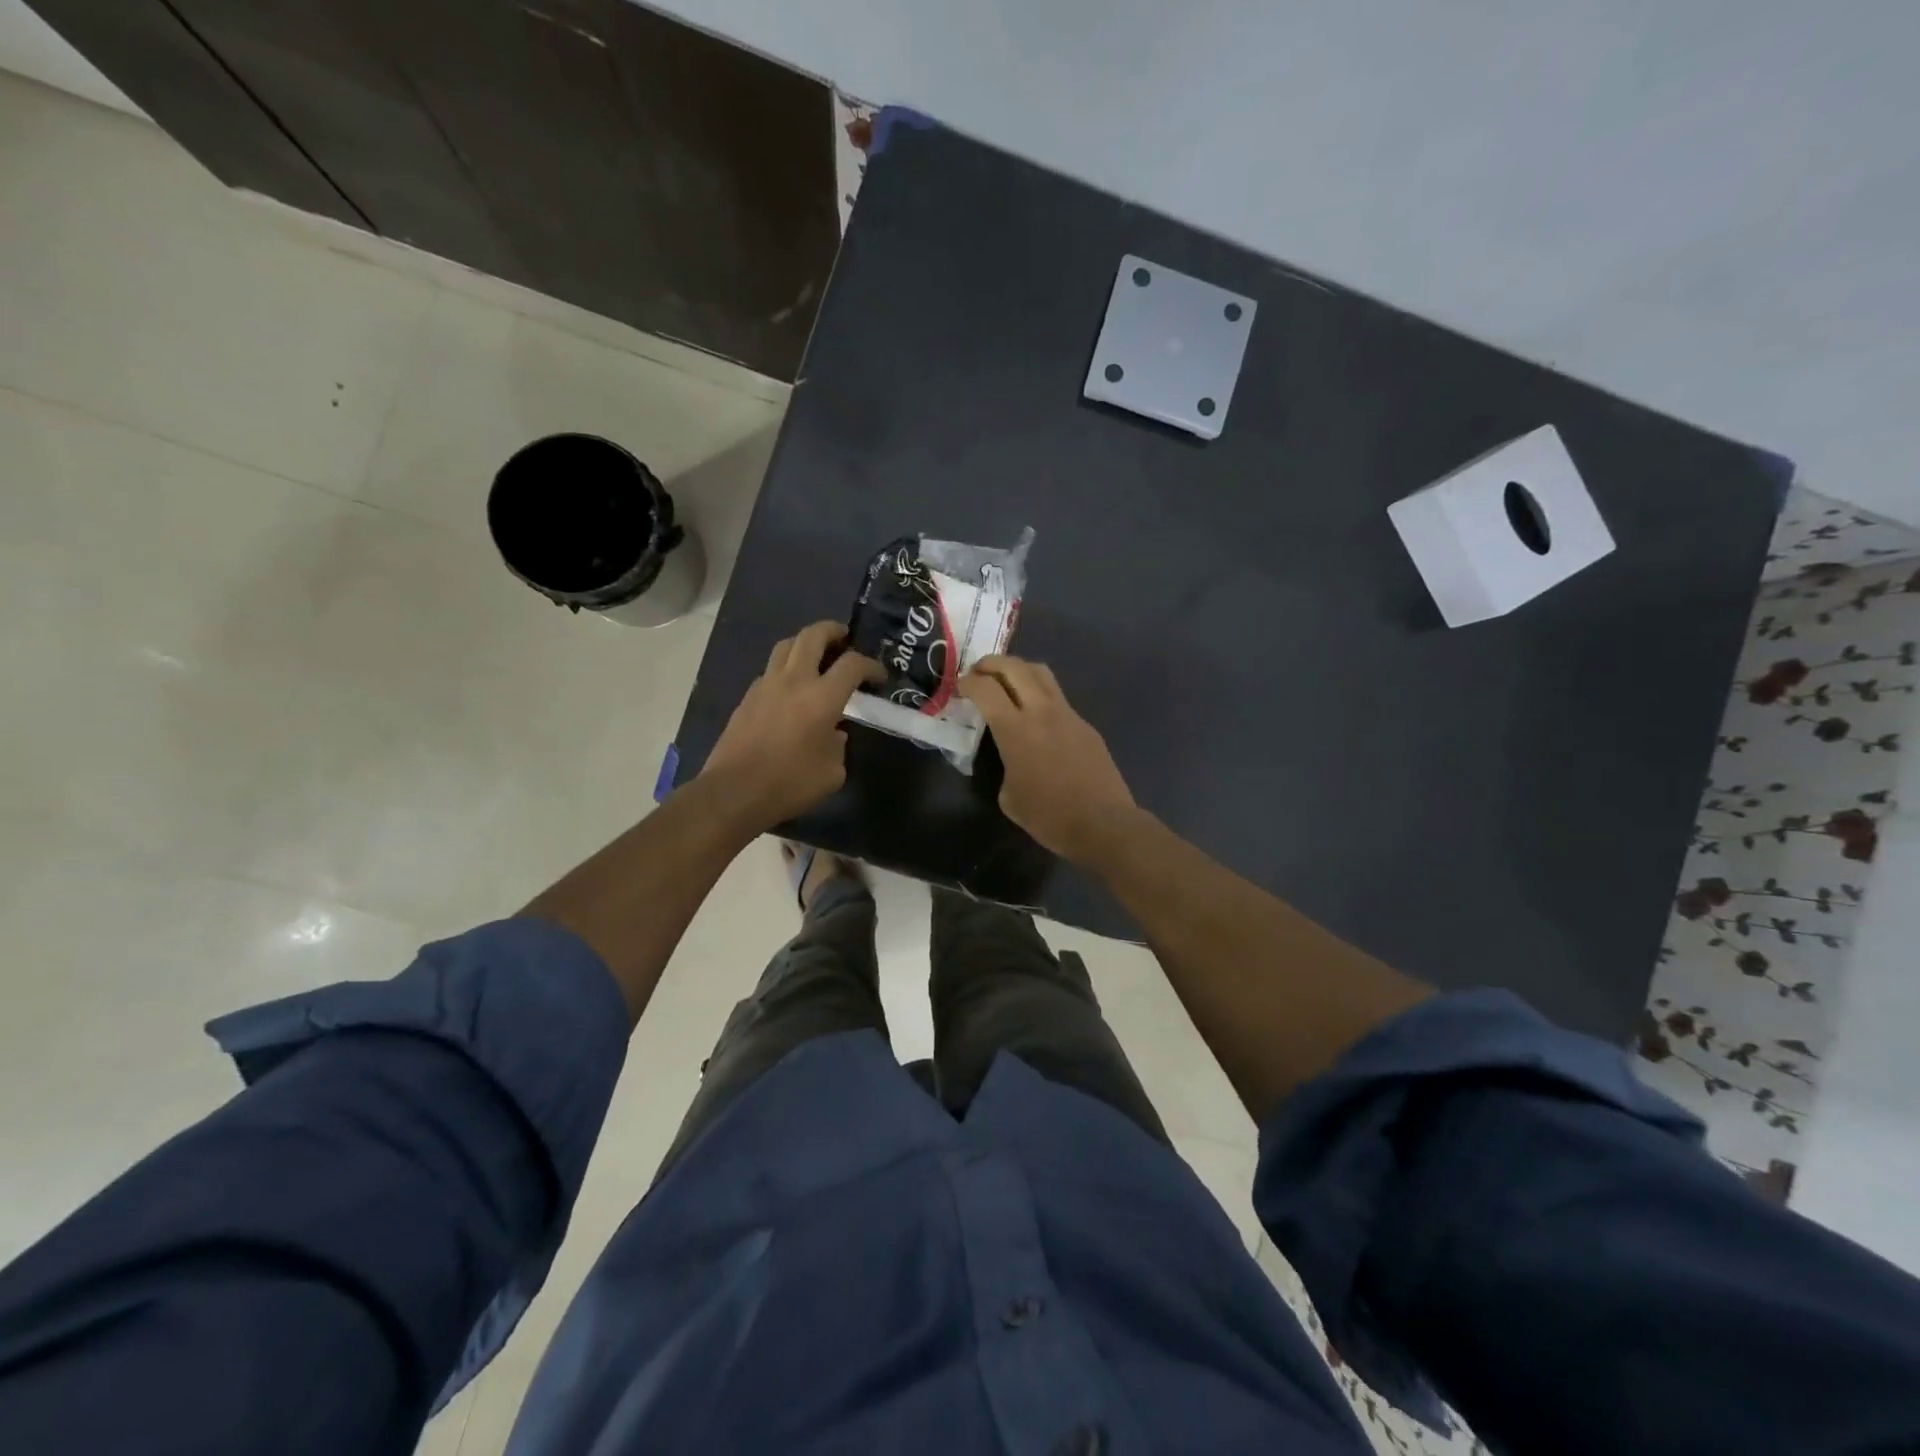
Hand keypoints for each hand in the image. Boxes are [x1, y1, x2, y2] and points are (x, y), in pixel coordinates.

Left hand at [701, 621, 881, 830]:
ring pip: (786, 645)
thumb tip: (833, 734)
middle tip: (844, 638)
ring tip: (816, 655)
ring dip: (805, 643)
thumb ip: (839, 746)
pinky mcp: (747, 698)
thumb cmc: (790, 784)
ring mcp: (766, 685)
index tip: (878, 677)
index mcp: (822, 697)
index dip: (871, 665)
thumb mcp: (832, 773)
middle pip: (813, 636)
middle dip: (832, 630)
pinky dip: (785, 669)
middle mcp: (794, 681)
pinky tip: (791, 688)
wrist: (734, 792)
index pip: (852, 664)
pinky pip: (770, 670)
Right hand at [959, 655, 1138, 863]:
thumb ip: (1004, 766)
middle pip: (1014, 667)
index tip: (959, 687)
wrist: (1103, 824)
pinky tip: (1035, 716)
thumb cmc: (1049, 817)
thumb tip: (1011, 759)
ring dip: (1018, 670)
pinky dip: (1039, 695)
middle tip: (978, 673)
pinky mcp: (1085, 725)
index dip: (967, 682)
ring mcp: (1068, 714)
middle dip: (991, 664)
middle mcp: (1041, 711)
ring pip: (1041, 673)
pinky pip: (1058, 698)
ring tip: (1006, 683)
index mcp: (1016, 730)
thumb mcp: (1009, 797)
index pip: (985, 689)